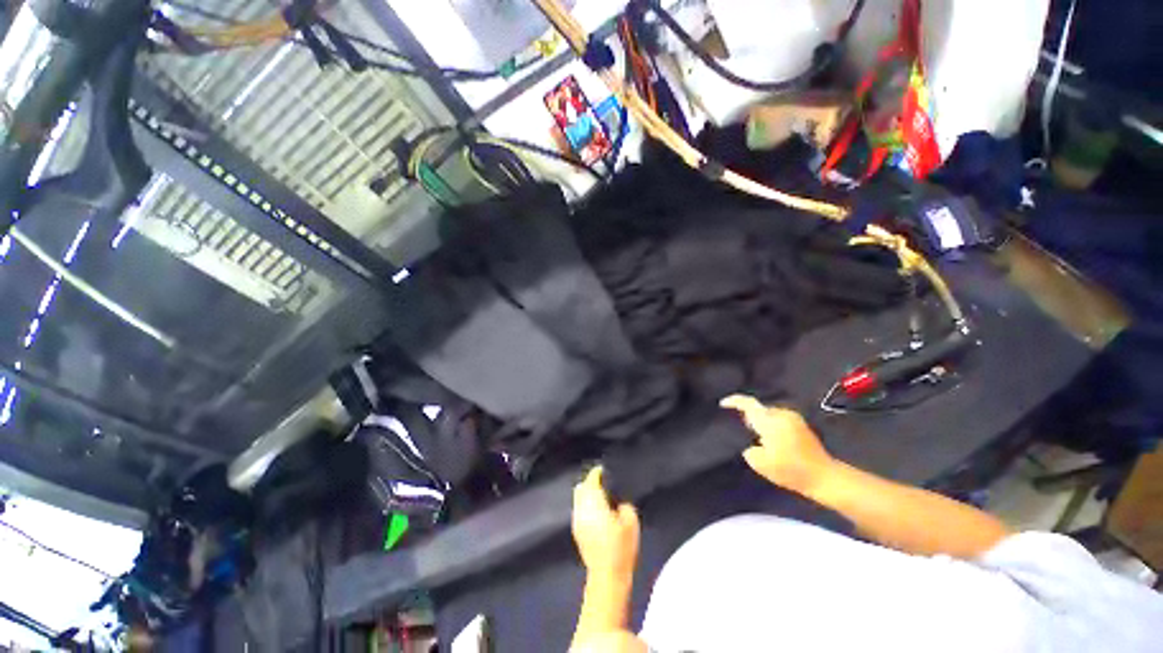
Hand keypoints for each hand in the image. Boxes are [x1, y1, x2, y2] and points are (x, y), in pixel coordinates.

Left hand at [572, 467, 639, 580]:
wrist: (606, 577)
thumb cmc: (620, 547)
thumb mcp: (631, 522)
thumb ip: (624, 505)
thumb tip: (618, 503)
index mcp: (593, 501)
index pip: (592, 480)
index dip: (598, 472)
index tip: (605, 470)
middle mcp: (581, 508)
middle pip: (582, 487)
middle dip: (590, 483)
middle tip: (603, 483)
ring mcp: (577, 521)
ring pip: (579, 499)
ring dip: (588, 495)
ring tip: (601, 498)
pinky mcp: (577, 532)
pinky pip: (579, 511)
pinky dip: (586, 506)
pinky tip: (597, 513)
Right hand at [721, 394, 836, 494]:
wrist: (825, 477)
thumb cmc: (791, 470)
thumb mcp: (761, 464)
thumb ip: (749, 449)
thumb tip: (751, 444)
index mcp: (770, 421)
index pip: (749, 404)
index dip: (734, 401)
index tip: (723, 404)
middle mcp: (782, 415)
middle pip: (759, 409)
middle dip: (749, 415)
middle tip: (739, 427)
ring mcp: (794, 419)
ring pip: (769, 414)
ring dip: (761, 421)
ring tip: (756, 436)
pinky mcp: (802, 426)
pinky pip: (778, 419)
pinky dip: (771, 425)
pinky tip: (772, 440)